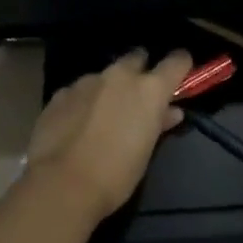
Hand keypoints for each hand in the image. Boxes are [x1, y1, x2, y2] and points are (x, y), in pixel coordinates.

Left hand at [26, 49, 192, 219]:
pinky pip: (79, 90)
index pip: (176, 61)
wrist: (62, 185)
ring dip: (109, 88)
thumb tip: (171, 112)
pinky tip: (77, 123)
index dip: (180, 64)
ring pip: (105, 75)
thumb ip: (159, 123)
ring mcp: (87, 81)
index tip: (181, 72)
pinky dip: (84, 101)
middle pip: (137, 57)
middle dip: (140, 70)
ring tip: (103, 115)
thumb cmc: (116, 174)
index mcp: (149, 89)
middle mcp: (120, 76)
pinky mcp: (61, 93)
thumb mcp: (146, 151)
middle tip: (137, 94)